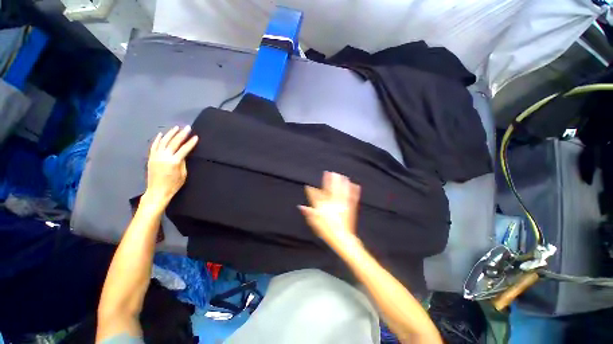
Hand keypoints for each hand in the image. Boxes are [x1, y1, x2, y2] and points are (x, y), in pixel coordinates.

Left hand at [145, 126, 198, 204]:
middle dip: (182, 134)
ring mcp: (156, 156)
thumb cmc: (173, 185)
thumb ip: (183, 162)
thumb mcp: (183, 174)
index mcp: (174, 162)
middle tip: (187, 128)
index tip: (196, 137)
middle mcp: (164, 157)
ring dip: (170, 134)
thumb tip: (182, 154)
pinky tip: (161, 134)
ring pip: (163, 141)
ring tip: (176, 128)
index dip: (191, 143)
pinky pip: (154, 146)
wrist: (157, 191)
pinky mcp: (151, 157)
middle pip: (174, 142)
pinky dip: (158, 139)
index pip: (184, 149)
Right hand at [299, 172, 361, 249]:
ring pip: (342, 191)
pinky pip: (352, 197)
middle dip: (330, 181)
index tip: (309, 186)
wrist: (342, 238)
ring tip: (342, 175)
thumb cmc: (328, 231)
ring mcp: (342, 205)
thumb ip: (309, 213)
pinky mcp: (350, 208)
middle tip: (330, 173)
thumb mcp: (316, 224)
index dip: (312, 191)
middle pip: (331, 190)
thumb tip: (301, 207)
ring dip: (341, 183)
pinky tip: (355, 185)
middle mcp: (333, 204)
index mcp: (324, 207)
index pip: (316, 197)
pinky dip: (354, 191)